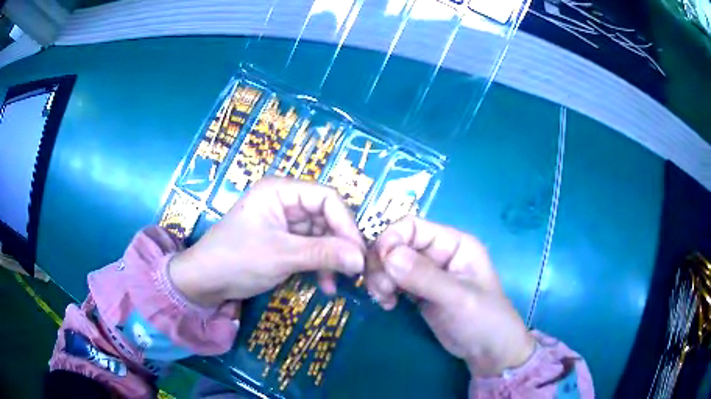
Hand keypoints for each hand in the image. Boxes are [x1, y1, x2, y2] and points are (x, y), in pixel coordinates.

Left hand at [169, 177, 365, 306]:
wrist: (204, 282)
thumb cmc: (236, 259)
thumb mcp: (282, 255)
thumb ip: (323, 254)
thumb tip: (361, 259)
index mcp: (281, 191)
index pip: (326, 198)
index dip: (345, 223)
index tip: (358, 253)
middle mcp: (285, 201)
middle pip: (326, 216)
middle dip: (340, 244)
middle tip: (354, 271)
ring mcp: (284, 223)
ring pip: (321, 235)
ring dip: (332, 259)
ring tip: (338, 283)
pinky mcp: (283, 242)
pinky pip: (311, 249)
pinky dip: (320, 265)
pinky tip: (325, 285)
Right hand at [367, 217, 534, 376]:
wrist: (488, 351)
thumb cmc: (483, 319)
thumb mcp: (458, 298)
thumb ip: (425, 277)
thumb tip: (387, 256)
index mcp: (453, 243)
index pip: (412, 227)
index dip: (391, 240)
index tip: (381, 265)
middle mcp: (438, 253)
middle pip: (396, 244)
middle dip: (382, 264)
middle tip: (381, 290)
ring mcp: (427, 273)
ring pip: (391, 263)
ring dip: (380, 278)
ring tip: (385, 300)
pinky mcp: (418, 291)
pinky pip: (393, 281)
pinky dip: (384, 289)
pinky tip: (387, 304)